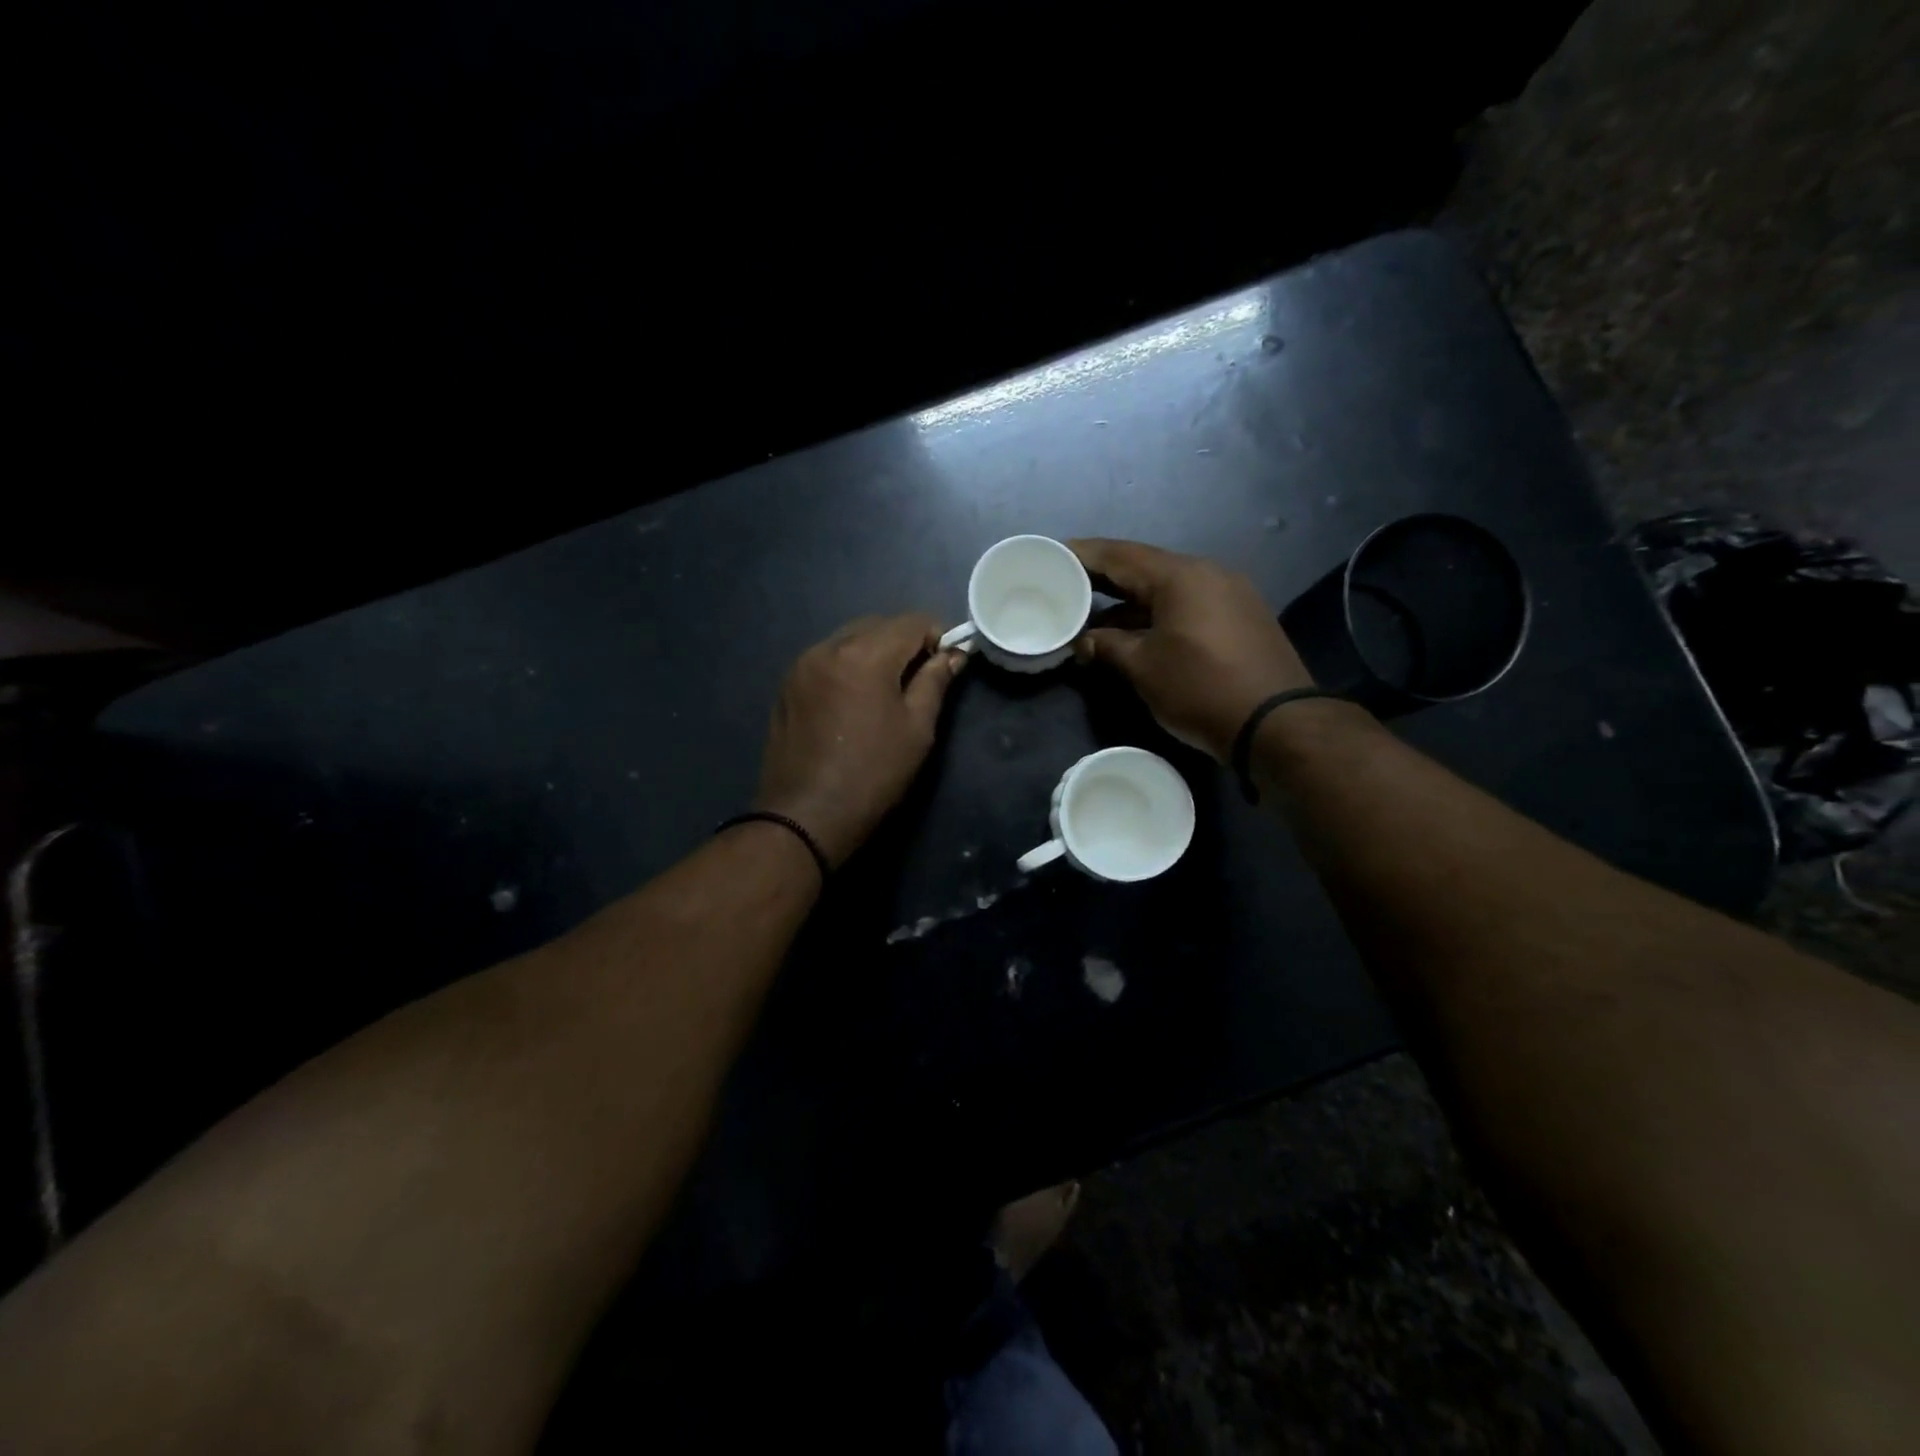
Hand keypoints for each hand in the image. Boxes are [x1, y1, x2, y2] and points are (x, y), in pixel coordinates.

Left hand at [754, 614, 966, 865]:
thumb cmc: (872, 774)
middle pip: (878, 625)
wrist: (806, 816)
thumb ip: (935, 682)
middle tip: (919, 679)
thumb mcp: (917, 729)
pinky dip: (848, 666)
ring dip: (874, 652)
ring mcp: (802, 665)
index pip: (912, 621)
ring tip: (886, 691)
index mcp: (865, 655)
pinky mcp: (787, 685)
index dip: (937, 637)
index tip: (947, 664)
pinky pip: (826, 659)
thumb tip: (953, 655)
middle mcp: (828, 647)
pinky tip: (854, 700)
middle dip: (904, 642)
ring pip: (849, 639)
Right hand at [1069, 539, 1312, 761]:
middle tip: (1067, 583)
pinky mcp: (1240, 617)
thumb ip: (1108, 646)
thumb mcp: (1144, 668)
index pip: (1120, 555)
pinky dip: (1156, 613)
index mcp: (1180, 576)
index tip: (1053, 556)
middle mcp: (1207, 573)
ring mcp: (1229, 593)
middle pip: (1144, 567)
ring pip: (1167, 588)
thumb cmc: (1202, 689)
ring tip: (1093, 615)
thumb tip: (1084, 641)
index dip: (1083, 555)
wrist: (1277, 723)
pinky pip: (1187, 604)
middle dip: (1104, 577)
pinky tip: (1134, 631)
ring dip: (1130, 601)